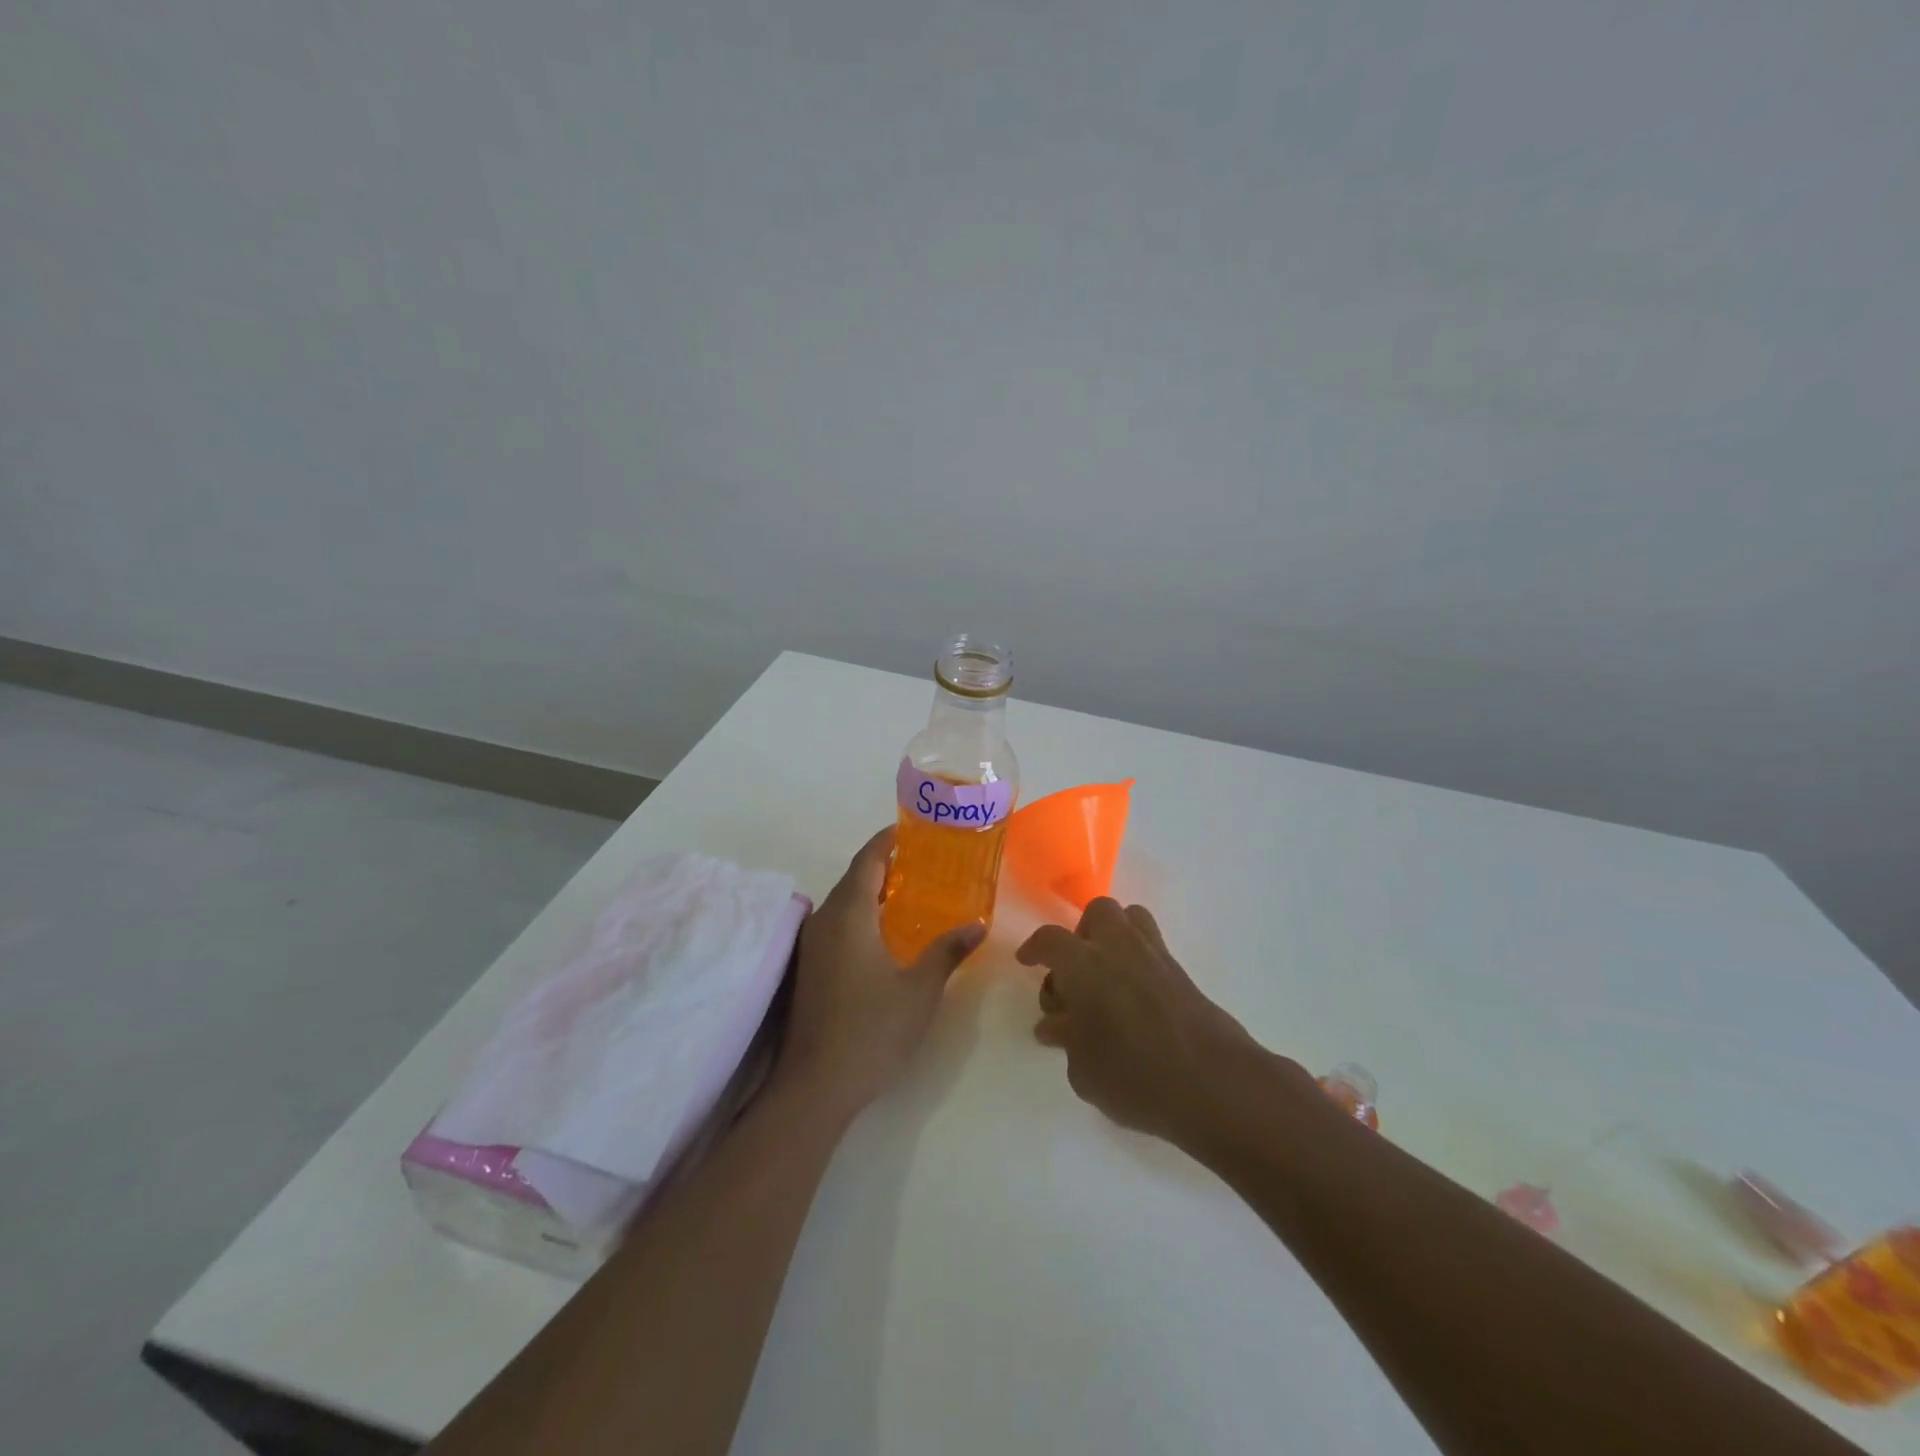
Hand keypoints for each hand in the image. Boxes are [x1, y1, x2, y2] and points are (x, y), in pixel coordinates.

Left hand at [778, 826, 983, 1119]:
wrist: (815, 1085)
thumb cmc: (872, 1030)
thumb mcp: (920, 990)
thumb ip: (947, 951)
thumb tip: (977, 924)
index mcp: (849, 914)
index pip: (867, 861)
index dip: (887, 841)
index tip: (911, 830)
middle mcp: (824, 921)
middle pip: (854, 879)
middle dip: (885, 866)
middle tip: (924, 863)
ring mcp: (812, 946)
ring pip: (843, 904)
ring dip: (872, 893)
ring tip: (911, 894)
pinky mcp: (809, 968)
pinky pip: (837, 925)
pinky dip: (861, 916)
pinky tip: (886, 935)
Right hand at [1018, 898, 1279, 1147]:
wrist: (1215, 1084)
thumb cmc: (1135, 1077)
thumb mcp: (1084, 1070)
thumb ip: (1066, 1040)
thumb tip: (1056, 1025)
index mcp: (1084, 964)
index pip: (1049, 940)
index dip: (1034, 948)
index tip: (1027, 961)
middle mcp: (1119, 947)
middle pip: (1098, 912)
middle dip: (1081, 934)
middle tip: (1074, 973)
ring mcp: (1156, 957)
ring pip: (1131, 920)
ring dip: (1113, 938)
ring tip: (1105, 978)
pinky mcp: (1183, 974)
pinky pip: (1152, 949)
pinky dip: (1137, 961)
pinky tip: (1132, 1001)